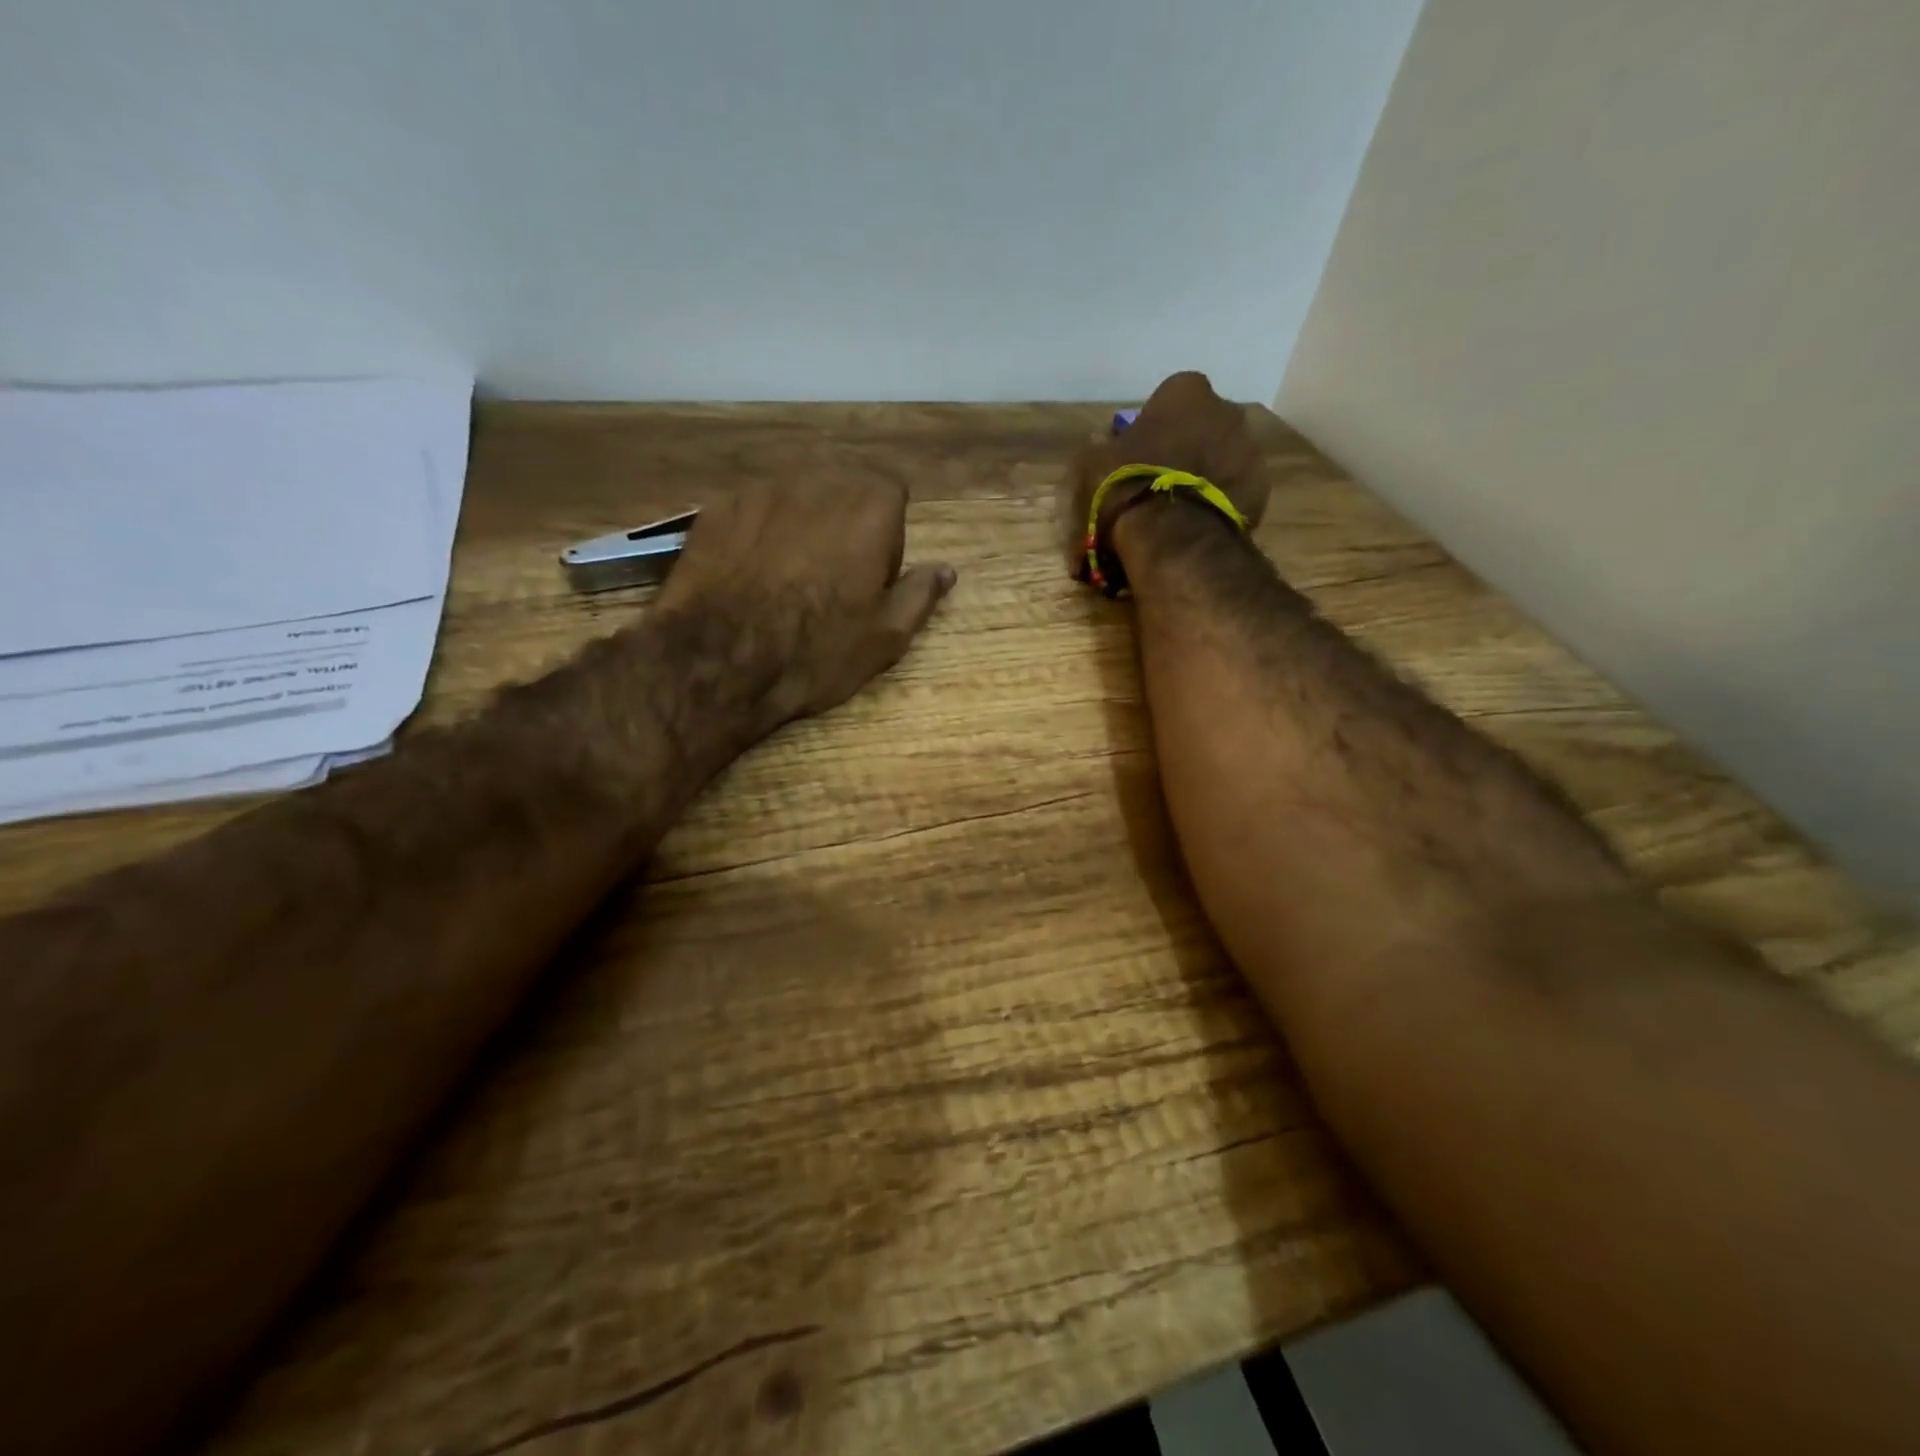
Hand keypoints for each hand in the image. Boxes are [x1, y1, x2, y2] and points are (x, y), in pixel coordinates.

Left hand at [657, 478, 955, 727]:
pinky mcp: (716, 508)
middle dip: (842, 526)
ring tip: (782, 578)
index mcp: (871, 508)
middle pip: (842, 492)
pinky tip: (744, 576)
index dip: (885, 538)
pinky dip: (754, 534)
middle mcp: (818, 482)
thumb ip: (920, 593)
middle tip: (828, 580)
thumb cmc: (817, 651)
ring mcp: (761, 490)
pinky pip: (750, 513)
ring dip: (798, 527)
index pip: (892, 497)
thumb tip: (946, 570)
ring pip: (793, 500)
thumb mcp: (886, 637)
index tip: (869, 579)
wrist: (720, 662)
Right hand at [1058, 371, 1272, 577]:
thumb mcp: (1093, 463)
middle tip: (1162, 479)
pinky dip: (1220, 500)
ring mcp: (1249, 448)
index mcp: (1185, 392)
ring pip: (1223, 456)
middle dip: (1187, 445)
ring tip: (1180, 507)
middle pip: (1203, 425)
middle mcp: (1226, 410)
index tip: (1141, 450)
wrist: (1172, 536)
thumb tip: (1105, 441)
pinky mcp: (1261, 487)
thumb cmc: (1127, 486)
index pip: (1170, 397)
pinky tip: (1198, 522)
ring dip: (1205, 473)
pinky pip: (1235, 488)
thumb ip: (1103, 446)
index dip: (1155, 424)